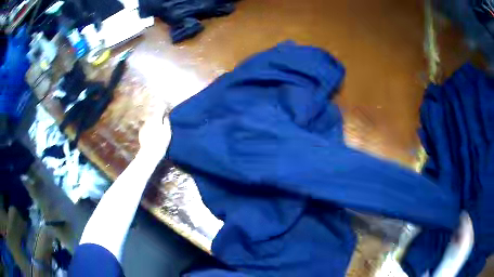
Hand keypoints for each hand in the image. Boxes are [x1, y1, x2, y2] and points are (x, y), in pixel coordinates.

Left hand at [138, 112, 171, 157]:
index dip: (164, 107)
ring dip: (153, 122)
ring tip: (157, 128)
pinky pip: (146, 127)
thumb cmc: (161, 141)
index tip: (167, 108)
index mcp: (156, 118)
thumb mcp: (167, 131)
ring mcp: (144, 125)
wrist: (150, 152)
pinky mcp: (141, 131)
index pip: (160, 108)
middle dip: (158, 115)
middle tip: (163, 119)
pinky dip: (149, 128)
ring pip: (150, 120)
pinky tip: (152, 134)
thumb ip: (166, 121)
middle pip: (154, 114)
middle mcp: (149, 119)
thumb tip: (166, 114)